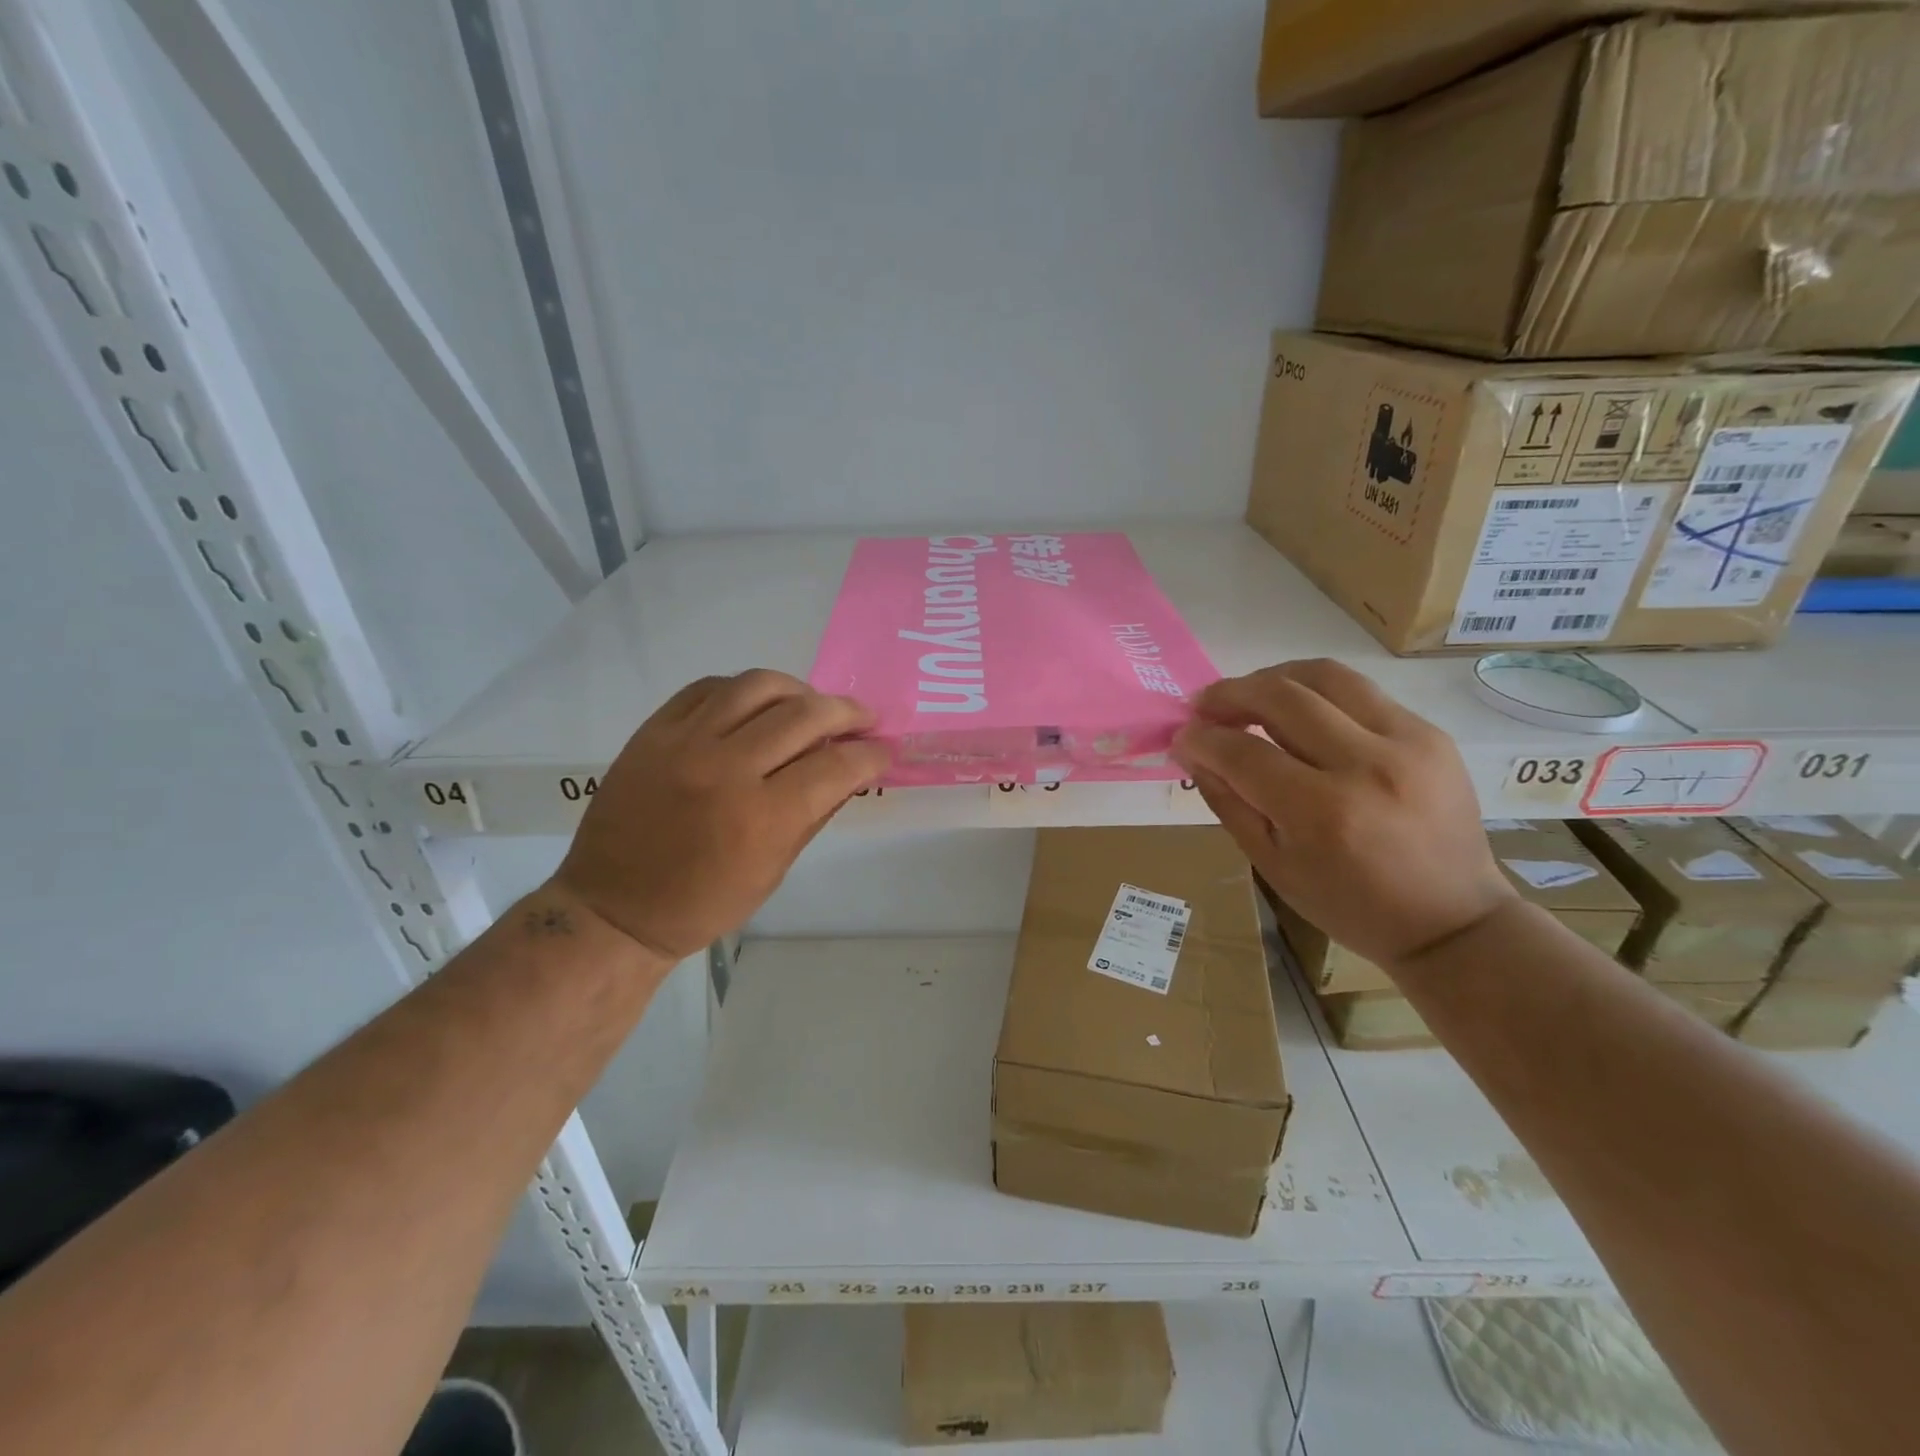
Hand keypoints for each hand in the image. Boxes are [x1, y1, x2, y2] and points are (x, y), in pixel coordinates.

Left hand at [554, 670, 887, 959]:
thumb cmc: (703, 904)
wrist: (615, 908)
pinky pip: (709, 687)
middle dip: (848, 712)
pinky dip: (745, 690)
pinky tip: (759, 705)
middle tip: (863, 719)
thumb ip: (815, 813)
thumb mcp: (773, 871)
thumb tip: (851, 770)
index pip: (837, 766)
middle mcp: (726, 769)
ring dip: (799, 690)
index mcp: (762, 818)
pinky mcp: (654, 731)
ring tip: (812, 705)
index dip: (872, 754)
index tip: (885, 750)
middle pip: (805, 715)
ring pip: (758, 686)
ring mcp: (685, 744)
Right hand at [1172, 659, 1514, 968]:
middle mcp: (1367, 765)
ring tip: (1248, 695)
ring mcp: (1407, 741)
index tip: (1182, 736)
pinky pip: (1359, 691)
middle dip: (1230, 694)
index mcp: (1322, 813)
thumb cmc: (1349, 904)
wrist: (1452, 919)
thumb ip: (1228, 801)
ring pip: (1324, 676)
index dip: (1201, 739)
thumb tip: (1192, 750)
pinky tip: (1299, 712)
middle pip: (1281, 697)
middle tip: (1204, 705)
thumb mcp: (1272, 865)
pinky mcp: (1430, 732)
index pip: (1243, 752)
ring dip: (1273, 678)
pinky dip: (1316, 693)